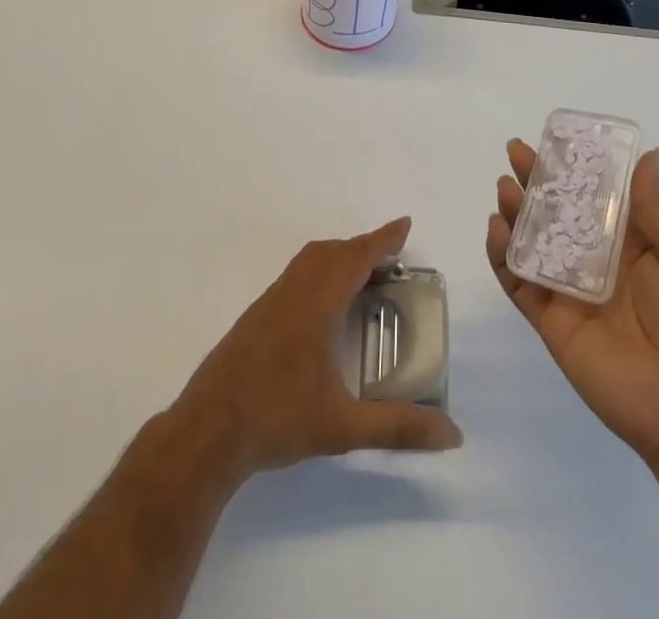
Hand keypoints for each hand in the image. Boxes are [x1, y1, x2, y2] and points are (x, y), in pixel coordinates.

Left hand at [170, 216, 462, 484]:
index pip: (356, 257)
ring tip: (361, 275)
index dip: (383, 239)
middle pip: (333, 252)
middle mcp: (294, 291)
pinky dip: (319, 270)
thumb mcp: (343, 427)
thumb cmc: (277, 420)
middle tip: (391, 258)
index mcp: (317, 303)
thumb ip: (397, 427)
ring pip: (310, 260)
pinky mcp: (255, 317)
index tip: (405, 224)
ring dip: (339, 256)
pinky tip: (322, 305)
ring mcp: (270, 302)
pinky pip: (296, 275)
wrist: (206, 433)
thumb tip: (452, 434)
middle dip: (364, 247)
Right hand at [486, 142, 658, 472]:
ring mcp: (568, 289)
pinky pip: (519, 283)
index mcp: (630, 242)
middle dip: (536, 180)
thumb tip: (647, 155)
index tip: (555, 137)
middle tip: (516, 151)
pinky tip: (498, 228)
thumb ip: (654, 209)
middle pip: (557, 211)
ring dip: (516, 211)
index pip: (594, 194)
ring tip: (506, 186)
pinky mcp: (549, 319)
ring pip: (532, 241)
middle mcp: (594, 259)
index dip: (574, 166)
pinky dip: (503, 256)